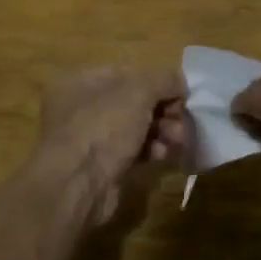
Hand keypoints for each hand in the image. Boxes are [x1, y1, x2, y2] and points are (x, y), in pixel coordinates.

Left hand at [29, 66, 186, 226]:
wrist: (78, 186)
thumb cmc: (104, 127)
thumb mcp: (139, 91)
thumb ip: (164, 79)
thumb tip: (180, 83)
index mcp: (81, 81)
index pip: (127, 73)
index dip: (157, 82)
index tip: (180, 96)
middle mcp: (81, 107)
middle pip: (133, 102)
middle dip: (163, 110)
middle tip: (181, 122)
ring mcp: (89, 139)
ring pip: (135, 128)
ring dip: (161, 131)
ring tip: (176, 140)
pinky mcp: (100, 166)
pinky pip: (132, 151)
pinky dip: (149, 151)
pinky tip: (160, 156)